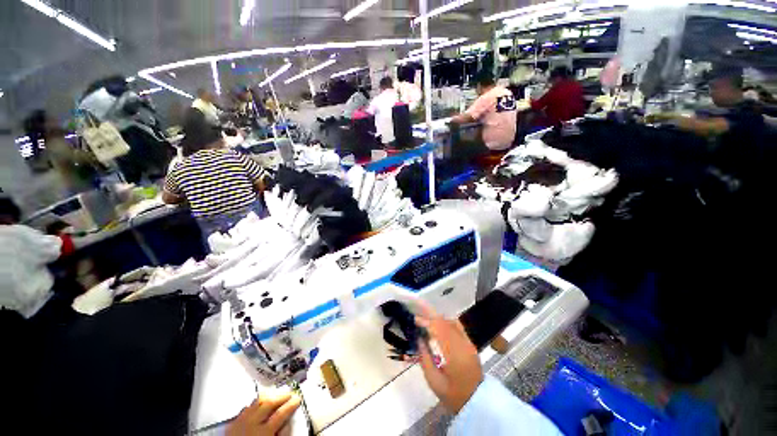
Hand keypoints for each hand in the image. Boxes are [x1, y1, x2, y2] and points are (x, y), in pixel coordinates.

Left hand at [226, 391, 300, 435]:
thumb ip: (281, 435)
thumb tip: (288, 423)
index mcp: (264, 432)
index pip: (281, 414)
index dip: (291, 405)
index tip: (298, 398)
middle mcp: (252, 423)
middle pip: (269, 404)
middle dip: (281, 396)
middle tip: (290, 392)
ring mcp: (241, 421)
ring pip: (257, 402)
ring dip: (269, 396)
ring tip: (277, 394)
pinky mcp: (232, 422)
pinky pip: (246, 407)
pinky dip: (256, 402)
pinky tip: (260, 402)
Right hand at [414, 303, 483, 413]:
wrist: (478, 402)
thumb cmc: (454, 396)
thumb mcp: (435, 382)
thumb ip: (425, 359)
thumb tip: (419, 340)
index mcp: (455, 355)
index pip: (440, 331)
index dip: (427, 322)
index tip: (415, 319)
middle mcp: (463, 345)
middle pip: (445, 323)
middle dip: (430, 316)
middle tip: (418, 312)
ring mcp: (468, 343)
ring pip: (452, 322)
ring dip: (438, 318)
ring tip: (426, 317)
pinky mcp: (470, 343)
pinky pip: (458, 326)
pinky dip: (446, 321)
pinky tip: (439, 323)